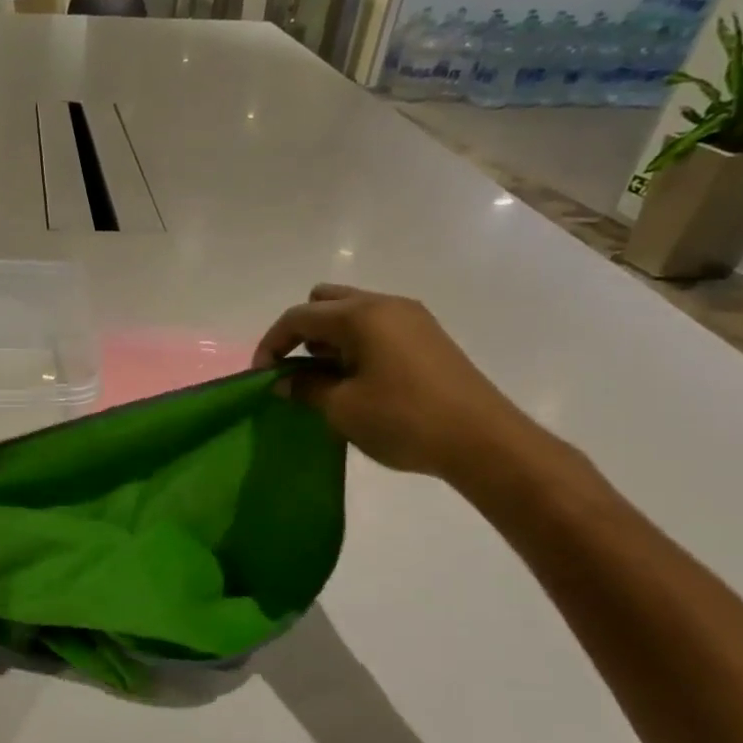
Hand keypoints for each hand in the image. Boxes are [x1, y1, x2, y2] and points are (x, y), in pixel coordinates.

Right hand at [253, 284, 542, 481]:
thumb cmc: (402, 419)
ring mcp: (411, 319)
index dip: (272, 344)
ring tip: (324, 380)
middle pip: (326, 302)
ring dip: (329, 339)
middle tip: (296, 370)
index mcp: (360, 315)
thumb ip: (305, 387)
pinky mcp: (427, 337)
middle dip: (302, 332)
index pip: (299, 317)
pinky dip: (355, 345)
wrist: (481, 440)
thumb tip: (283, 381)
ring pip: (353, 313)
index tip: (260, 377)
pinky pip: (376, 327)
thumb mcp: (341, 408)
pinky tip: (356, 381)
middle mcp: (385, 305)